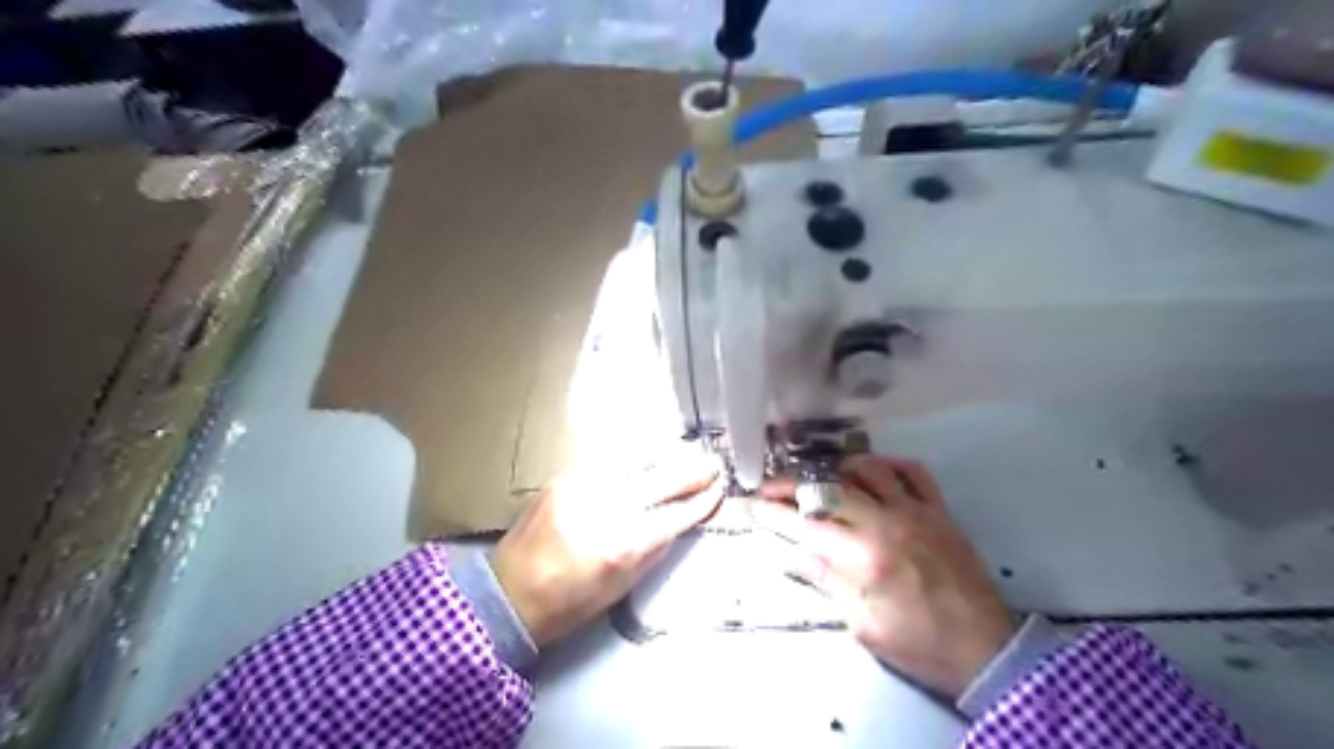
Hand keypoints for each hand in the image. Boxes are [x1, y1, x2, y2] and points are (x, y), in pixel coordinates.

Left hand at [488, 455, 719, 646]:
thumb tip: (679, 521)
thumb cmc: (568, 603)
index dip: (701, 502)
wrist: (508, 592)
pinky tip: (646, 458)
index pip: (675, 514)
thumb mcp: (621, 586)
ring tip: (685, 455)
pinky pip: (609, 461)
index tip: (718, 491)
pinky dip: (633, 460)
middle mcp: (605, 506)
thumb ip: (654, 550)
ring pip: (637, 461)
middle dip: (691, 471)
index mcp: (622, 544)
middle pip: (661, 479)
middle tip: (712, 465)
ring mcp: (582, 485)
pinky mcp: (565, 476)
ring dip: (664, 458)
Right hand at [755, 455, 1018, 698]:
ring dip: (837, 469)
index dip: (776, 511)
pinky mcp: (938, 511)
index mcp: (865, 557)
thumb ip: (829, 581)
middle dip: (794, 485)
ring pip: (868, 469)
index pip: (807, 524)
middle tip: (773, 487)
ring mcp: (916, 511)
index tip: (755, 502)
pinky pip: (913, 472)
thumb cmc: (919, 646)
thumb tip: (797, 552)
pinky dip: (888, 464)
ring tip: (820, 479)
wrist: (986, 650)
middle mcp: (887, 523)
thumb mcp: (863, 625)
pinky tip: (872, 472)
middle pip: (830, 489)